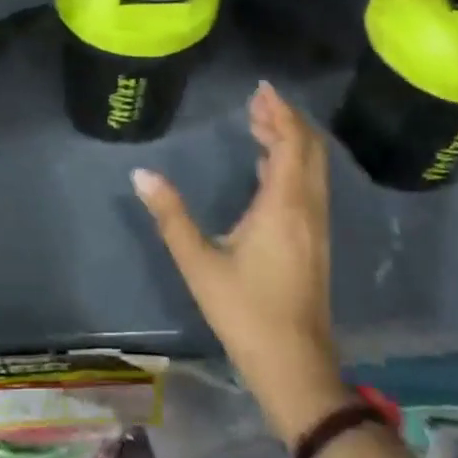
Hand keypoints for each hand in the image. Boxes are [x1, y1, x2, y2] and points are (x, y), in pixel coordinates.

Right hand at [133, 82, 353, 446]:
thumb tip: (141, 174)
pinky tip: (268, 167)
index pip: (291, 142)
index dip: (279, 112)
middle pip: (308, 148)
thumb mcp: (199, 263)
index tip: (260, 89)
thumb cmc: (245, 312)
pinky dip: (293, 162)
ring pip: (312, 167)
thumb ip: (171, 216)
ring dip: (291, 140)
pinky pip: (310, 185)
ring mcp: (316, 226)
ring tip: (260, 123)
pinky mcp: (315, 242)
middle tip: (256, 102)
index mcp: (283, 205)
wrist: (296, 368)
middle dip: (285, 119)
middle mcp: (307, 207)